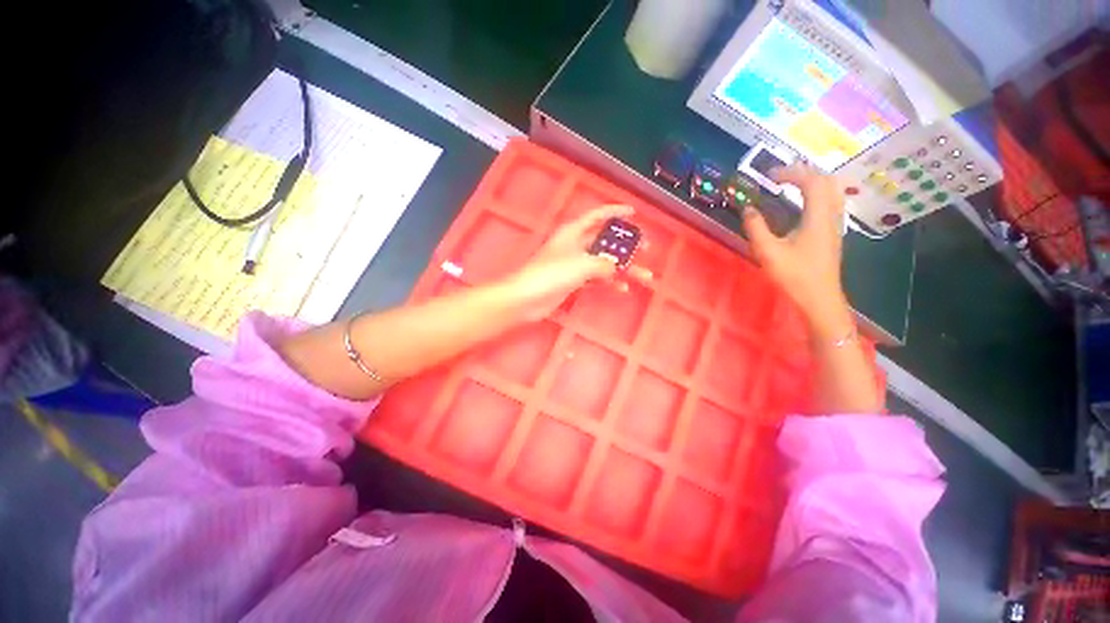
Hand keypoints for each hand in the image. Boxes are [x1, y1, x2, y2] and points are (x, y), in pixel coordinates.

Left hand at [501, 205, 652, 320]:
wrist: (527, 298)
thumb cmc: (552, 274)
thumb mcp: (582, 264)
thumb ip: (604, 265)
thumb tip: (616, 269)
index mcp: (574, 232)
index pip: (598, 215)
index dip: (616, 212)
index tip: (634, 213)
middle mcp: (575, 245)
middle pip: (605, 240)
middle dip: (625, 244)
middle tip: (645, 248)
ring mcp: (574, 264)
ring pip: (603, 262)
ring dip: (622, 268)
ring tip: (643, 275)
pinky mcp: (573, 281)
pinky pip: (596, 278)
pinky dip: (609, 282)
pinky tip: (622, 289)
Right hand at [741, 164, 850, 336]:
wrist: (820, 297)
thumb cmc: (794, 275)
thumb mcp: (768, 252)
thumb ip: (756, 228)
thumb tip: (748, 208)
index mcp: (817, 216)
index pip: (811, 181)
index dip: (791, 172)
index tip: (769, 176)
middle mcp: (831, 215)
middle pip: (826, 180)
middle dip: (803, 173)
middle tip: (780, 177)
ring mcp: (834, 224)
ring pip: (831, 191)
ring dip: (811, 182)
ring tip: (790, 185)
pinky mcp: (832, 233)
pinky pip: (829, 202)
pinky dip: (816, 194)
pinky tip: (801, 204)